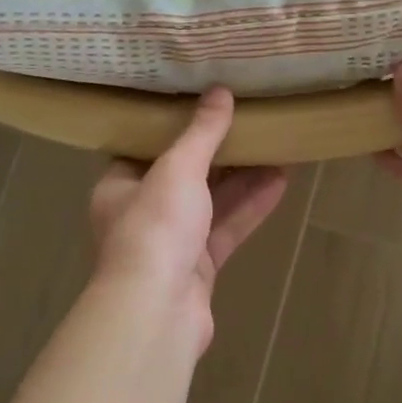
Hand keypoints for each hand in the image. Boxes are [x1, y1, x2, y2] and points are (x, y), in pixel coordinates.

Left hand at [89, 86, 288, 350]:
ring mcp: (172, 243)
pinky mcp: (199, 268)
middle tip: (251, 122)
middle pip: (185, 175)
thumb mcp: (178, 168)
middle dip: (220, 152)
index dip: (176, 127)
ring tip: (277, 147)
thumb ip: (202, 133)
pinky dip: (250, 207)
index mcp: (120, 186)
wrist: (158, 310)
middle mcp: (143, 213)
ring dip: (243, 178)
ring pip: (211, 203)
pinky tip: (281, 182)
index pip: (146, 149)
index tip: (205, 104)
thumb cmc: (155, 227)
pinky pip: (226, 229)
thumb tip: (220, 92)